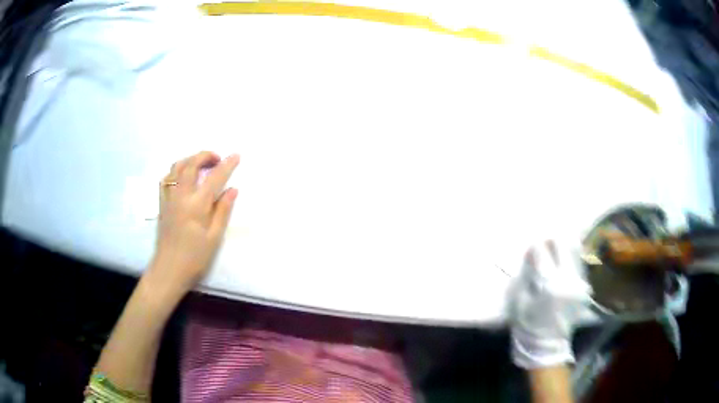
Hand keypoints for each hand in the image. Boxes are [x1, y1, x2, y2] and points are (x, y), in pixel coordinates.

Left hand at [145, 151, 239, 297]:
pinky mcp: (161, 203)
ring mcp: (168, 198)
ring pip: (176, 167)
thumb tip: (233, 189)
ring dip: (190, 160)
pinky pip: (167, 178)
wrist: (168, 270)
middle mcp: (180, 196)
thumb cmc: (194, 258)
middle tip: (218, 159)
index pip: (214, 178)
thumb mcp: (214, 238)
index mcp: (196, 205)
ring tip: (201, 165)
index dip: (226, 165)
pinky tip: (183, 177)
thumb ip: (223, 211)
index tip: (236, 155)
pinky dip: (176, 171)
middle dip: (205, 156)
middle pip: (191, 164)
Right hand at [510, 240, 590, 368]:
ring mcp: (578, 282)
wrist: (547, 345)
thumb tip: (531, 254)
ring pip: (573, 252)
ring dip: (563, 249)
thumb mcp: (520, 300)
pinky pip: (578, 265)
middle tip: (545, 245)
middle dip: (552, 242)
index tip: (531, 248)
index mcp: (549, 284)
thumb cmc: (529, 324)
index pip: (542, 252)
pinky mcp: (583, 288)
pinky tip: (564, 261)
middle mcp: (567, 279)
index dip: (535, 246)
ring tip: (555, 250)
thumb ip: (526, 275)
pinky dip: (570, 260)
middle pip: (562, 246)